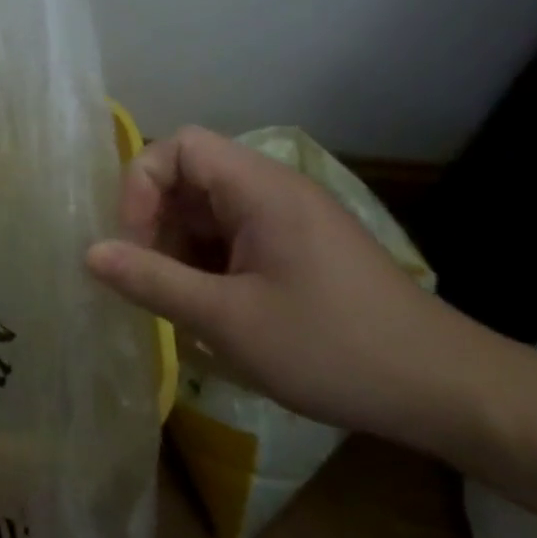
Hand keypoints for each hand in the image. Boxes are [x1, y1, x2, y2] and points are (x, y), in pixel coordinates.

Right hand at [85, 126, 486, 445]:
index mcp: (261, 189)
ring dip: (178, 248)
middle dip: (155, 223)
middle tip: (146, 278)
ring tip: (175, 302)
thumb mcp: (228, 320)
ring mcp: (289, 221)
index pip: (180, 146)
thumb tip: (90, 253)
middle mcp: (274, 192)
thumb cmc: (333, 348)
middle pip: (189, 178)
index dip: (142, 183)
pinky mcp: (297, 250)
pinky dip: (205, 265)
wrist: (447, 391)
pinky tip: (208, 310)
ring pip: (207, 212)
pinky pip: (232, 239)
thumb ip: (152, 281)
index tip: (134, 241)